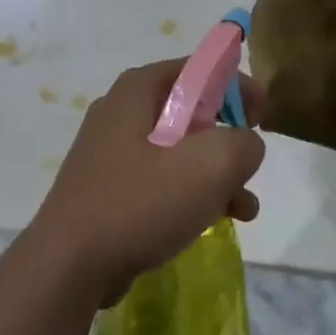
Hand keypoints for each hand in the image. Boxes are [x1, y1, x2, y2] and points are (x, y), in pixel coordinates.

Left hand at [30, 59, 265, 301]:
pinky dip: (190, 193)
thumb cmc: (140, 202)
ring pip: (179, 150)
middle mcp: (121, 110)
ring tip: (245, 207)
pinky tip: (216, 221)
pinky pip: (160, 178)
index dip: (238, 87)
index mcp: (139, 90)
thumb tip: (246, 144)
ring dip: (216, 173)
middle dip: (229, 138)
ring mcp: (111, 151)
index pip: (199, 69)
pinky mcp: (109, 187)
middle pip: (191, 110)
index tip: (265, 116)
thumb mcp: (209, 165)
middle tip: (252, 163)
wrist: (70, 265)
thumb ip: (243, 143)